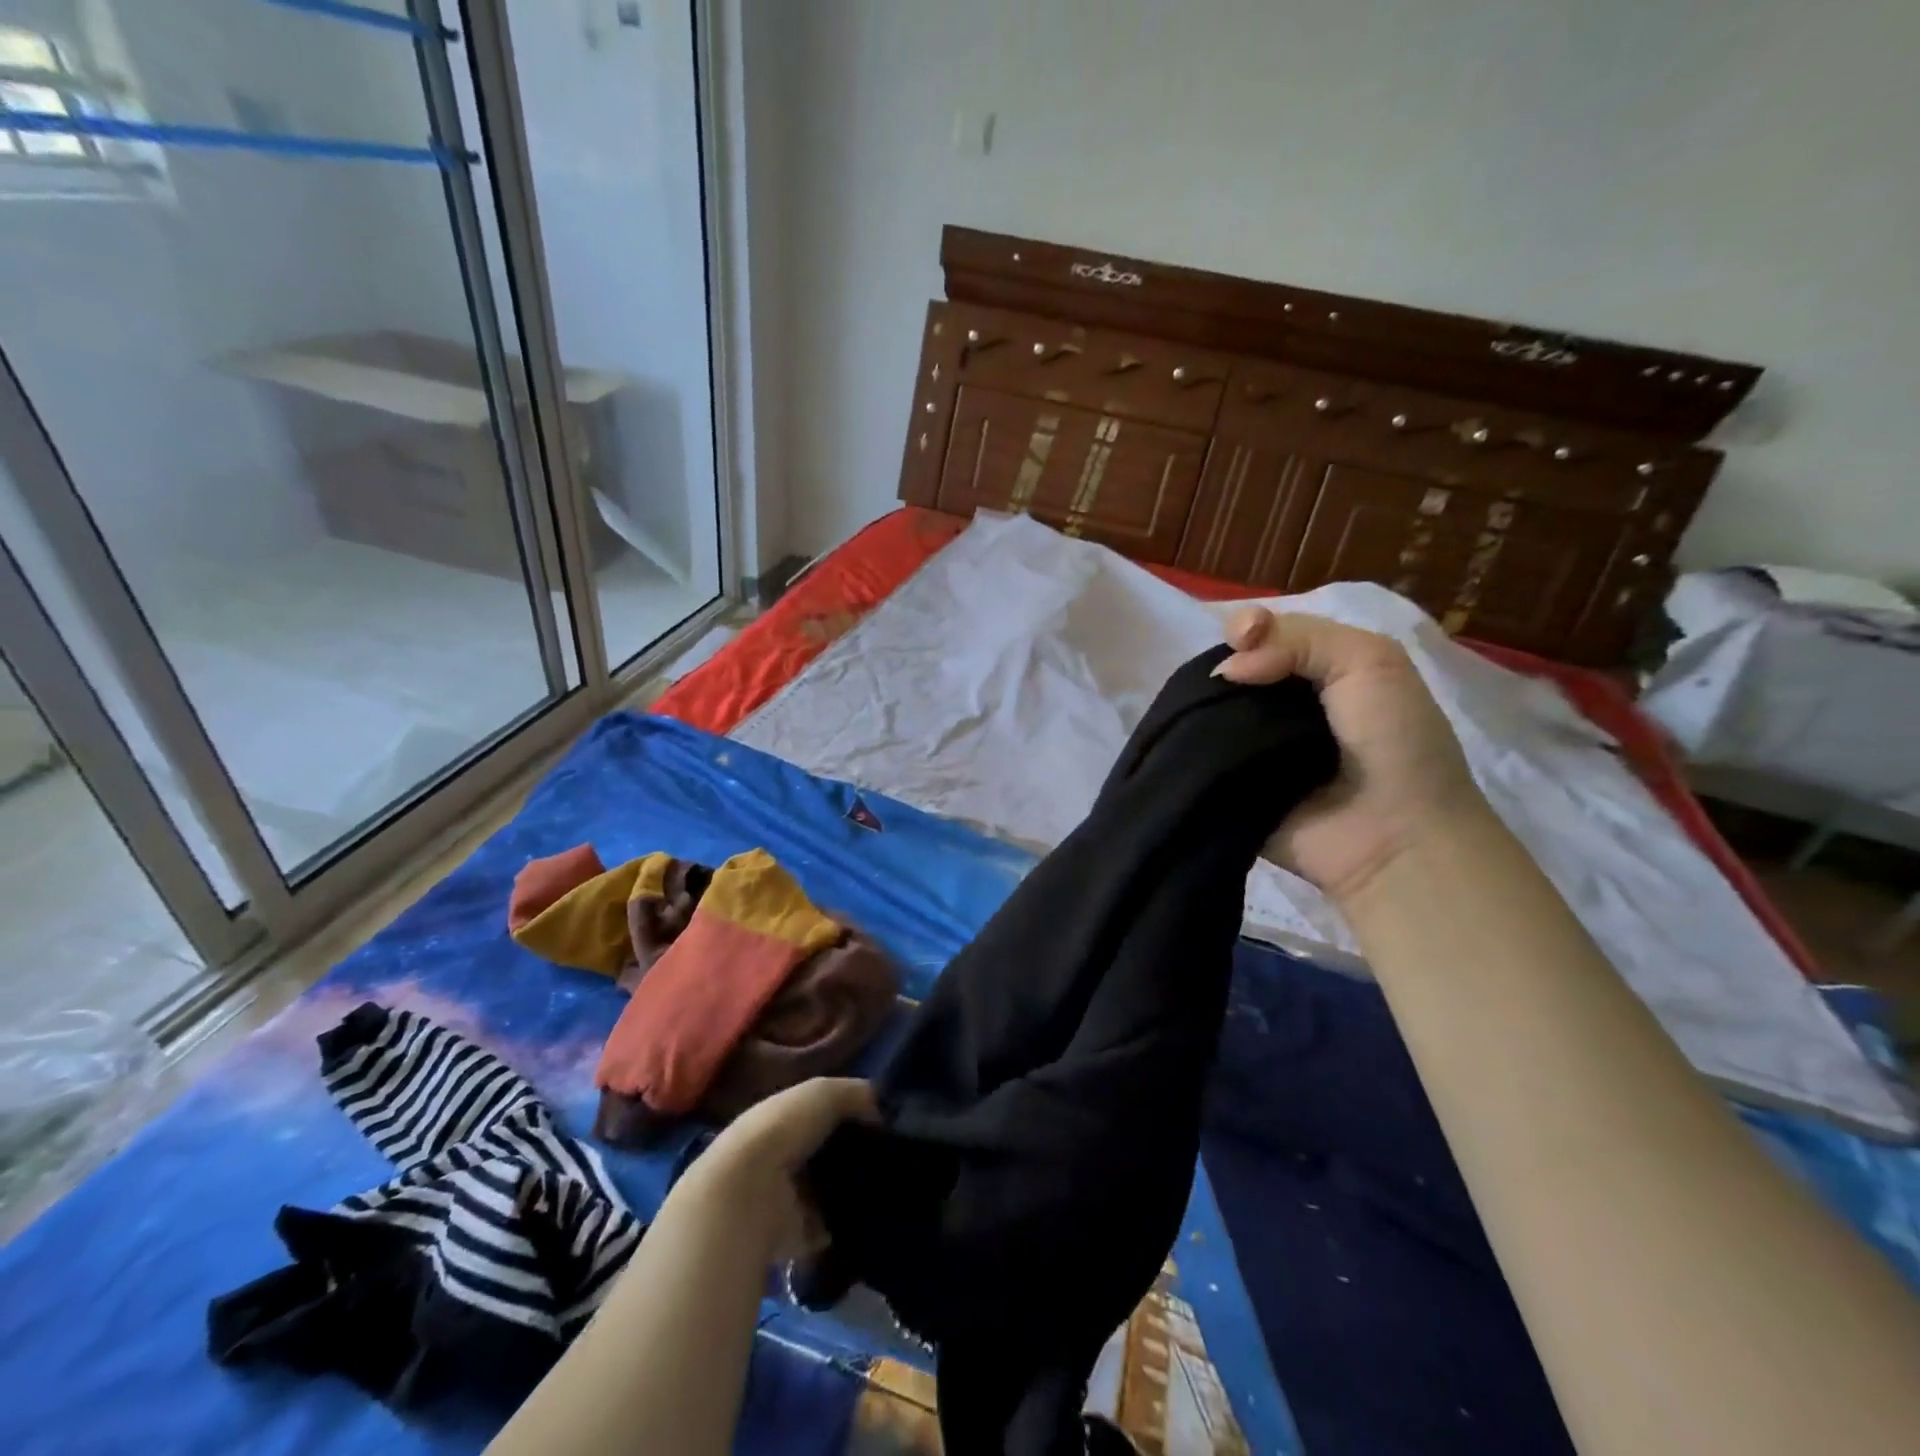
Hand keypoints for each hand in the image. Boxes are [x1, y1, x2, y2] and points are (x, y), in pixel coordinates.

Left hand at [688, 1078, 875, 1260]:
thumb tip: (878, 1111)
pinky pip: (829, 1228)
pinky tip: (869, 1213)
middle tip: (886, 1156)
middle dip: (851, 1154)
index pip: (819, 1113)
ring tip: (882, 1184)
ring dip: (849, 1190)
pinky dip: (845, 1225)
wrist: (749, 1193)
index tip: (881, 1121)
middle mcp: (780, 1155)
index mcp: (781, 1117)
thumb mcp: (824, 1092)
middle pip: (824, 1153)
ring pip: (827, 1190)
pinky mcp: (792, 1237)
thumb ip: (855, 1094)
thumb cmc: (784, 1128)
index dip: (848, 1114)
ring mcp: (784, 1198)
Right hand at [1214, 608, 1485, 904]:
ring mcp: (1250, 747)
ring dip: (1197, 705)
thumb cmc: (1393, 742)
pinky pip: (1195, 755)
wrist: (1393, 837)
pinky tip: (1174, 734)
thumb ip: (1298, 638)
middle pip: (1232, 669)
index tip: (1240, 637)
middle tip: (1217, 678)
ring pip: (1208, 710)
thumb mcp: (1369, 660)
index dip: (1246, 627)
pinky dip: (1185, 744)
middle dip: (1219, 664)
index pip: (1265, 635)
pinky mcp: (1225, 783)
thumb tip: (1226, 667)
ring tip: (1189, 706)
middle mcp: (1280, 706)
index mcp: (1317, 672)